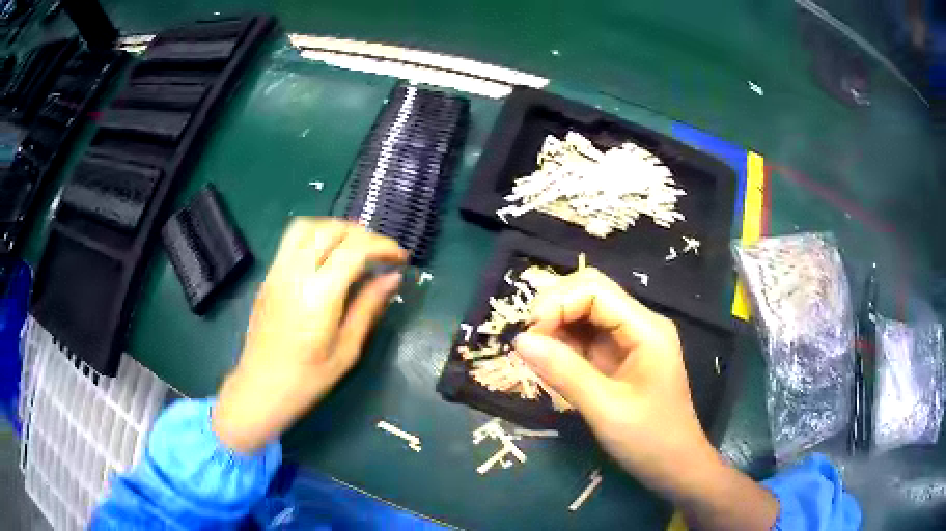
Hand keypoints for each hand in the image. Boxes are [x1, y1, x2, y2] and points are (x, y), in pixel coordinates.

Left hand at [213, 218, 406, 452]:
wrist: (261, 387)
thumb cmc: (308, 379)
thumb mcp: (347, 349)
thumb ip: (368, 308)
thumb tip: (392, 278)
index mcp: (319, 295)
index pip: (354, 249)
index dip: (382, 247)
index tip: (400, 259)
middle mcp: (295, 273)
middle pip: (330, 229)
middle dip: (361, 233)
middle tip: (379, 254)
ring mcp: (277, 271)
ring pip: (307, 226)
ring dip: (335, 228)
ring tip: (353, 248)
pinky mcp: (268, 276)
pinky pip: (292, 240)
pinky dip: (316, 236)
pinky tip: (327, 258)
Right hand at [514, 268, 776, 529]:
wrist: (675, 466)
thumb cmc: (649, 439)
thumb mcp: (606, 409)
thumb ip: (565, 372)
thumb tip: (520, 340)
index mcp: (645, 329)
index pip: (595, 290)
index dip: (558, 302)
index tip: (529, 334)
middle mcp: (638, 324)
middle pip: (589, 293)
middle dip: (554, 309)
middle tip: (528, 342)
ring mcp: (628, 340)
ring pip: (584, 313)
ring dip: (555, 326)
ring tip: (534, 354)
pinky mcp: (618, 358)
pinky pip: (585, 338)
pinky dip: (563, 344)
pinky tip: (549, 362)